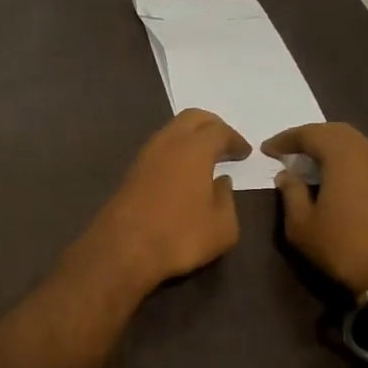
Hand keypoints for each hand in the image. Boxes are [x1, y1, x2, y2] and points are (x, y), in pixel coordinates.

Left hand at [71, 109, 249, 295]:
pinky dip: (174, 152)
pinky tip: (182, 172)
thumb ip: (227, 200)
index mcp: (194, 149)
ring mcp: (144, 156)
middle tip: (225, 144)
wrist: (122, 249)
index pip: (219, 131)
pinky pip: (158, 150)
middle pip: (191, 118)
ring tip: (205, 158)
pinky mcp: (130, 173)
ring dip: (190, 138)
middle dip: (212, 126)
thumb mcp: (222, 227)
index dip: (235, 139)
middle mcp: (167, 143)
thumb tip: (221, 183)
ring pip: (171, 131)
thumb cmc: (180, 236)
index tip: (244, 152)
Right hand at [261, 122, 367, 293]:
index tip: (268, 150)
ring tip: (313, 165)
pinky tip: (339, 183)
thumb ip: (291, 194)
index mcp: (345, 158)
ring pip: (358, 146)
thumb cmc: (344, 248)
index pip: (312, 133)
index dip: (287, 138)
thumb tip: (287, 175)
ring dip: (333, 149)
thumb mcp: (302, 226)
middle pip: (339, 132)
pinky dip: (349, 163)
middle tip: (291, 150)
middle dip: (312, 136)